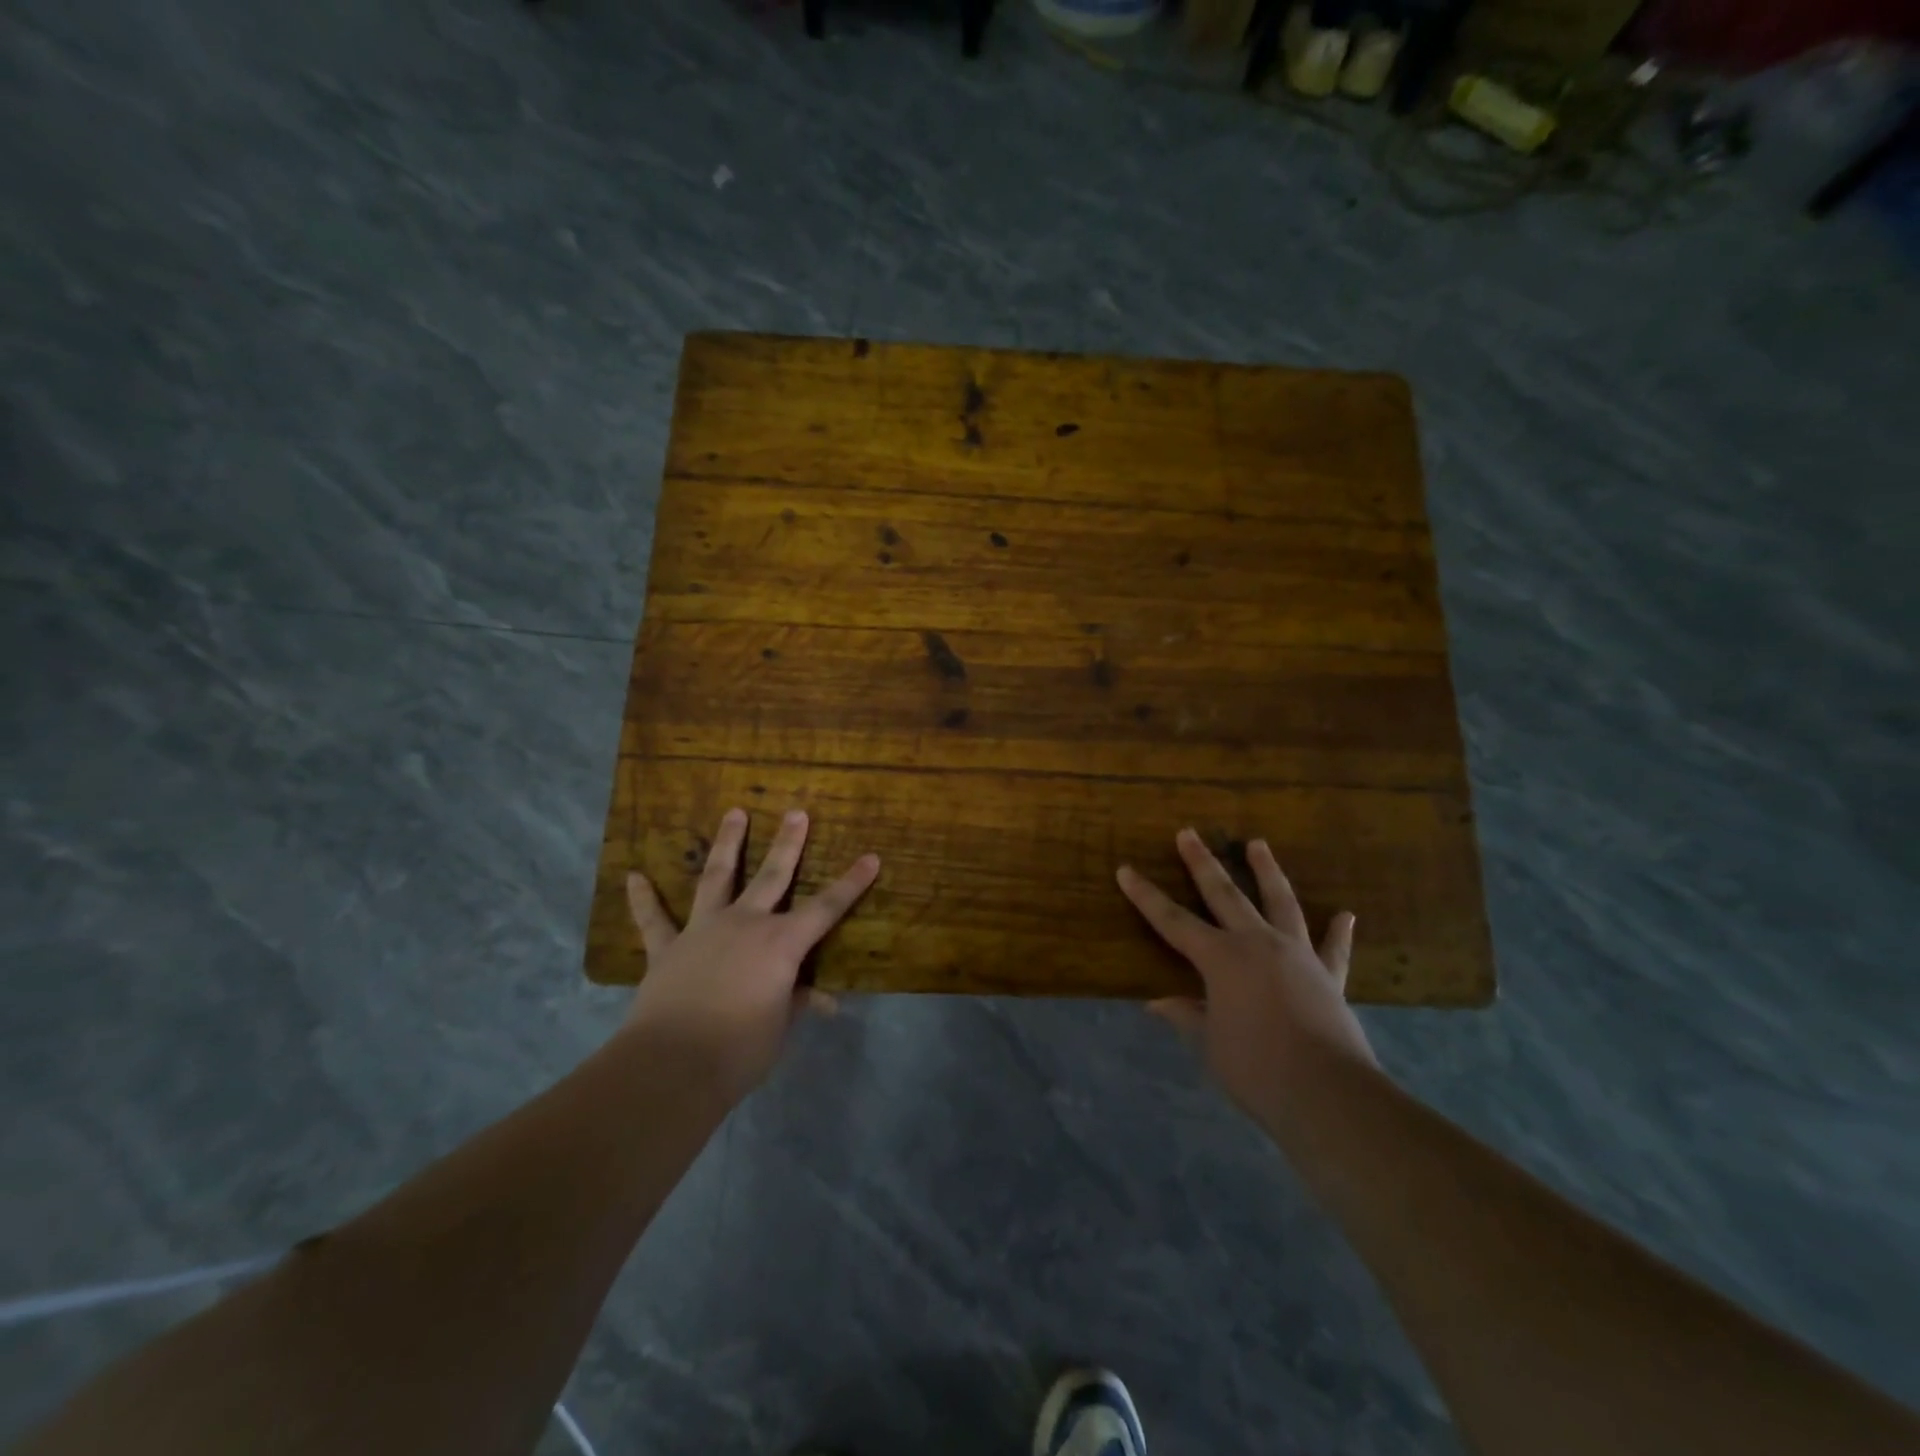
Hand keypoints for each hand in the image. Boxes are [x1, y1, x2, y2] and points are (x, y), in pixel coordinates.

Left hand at [623, 808, 878, 1102]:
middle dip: (788, 843)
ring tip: (734, 813)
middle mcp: (746, 924)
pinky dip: (643, 898)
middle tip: (796, 812)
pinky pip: (654, 919)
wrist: (673, 1065)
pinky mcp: (667, 948)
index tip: (870, 858)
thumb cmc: (741, 1049)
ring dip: (727, 844)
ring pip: (717, 878)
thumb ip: (796, 1002)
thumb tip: (822, 1000)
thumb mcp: (780, 1027)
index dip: (851, 884)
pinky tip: (634, 876)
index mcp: (781, 943)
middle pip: (772, 876)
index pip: (827, 908)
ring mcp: (703, 930)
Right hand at [1118, 829, 1375, 1112]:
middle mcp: (1257, 943)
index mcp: (1220, 958)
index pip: (1172, 921)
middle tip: (1189, 833)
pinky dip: (1338, 932)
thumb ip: (1187, 1016)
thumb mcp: (1210, 1043)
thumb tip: (1158, 1003)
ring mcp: (1297, 955)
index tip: (1126, 869)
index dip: (1146, 896)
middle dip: (1202, 863)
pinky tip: (1346, 915)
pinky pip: (1334, 949)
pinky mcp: (1329, 976)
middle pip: (1225, 894)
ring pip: (1280, 902)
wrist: (1328, 1092)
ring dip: (1267, 871)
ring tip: (1258, 844)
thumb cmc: (1256, 1067)